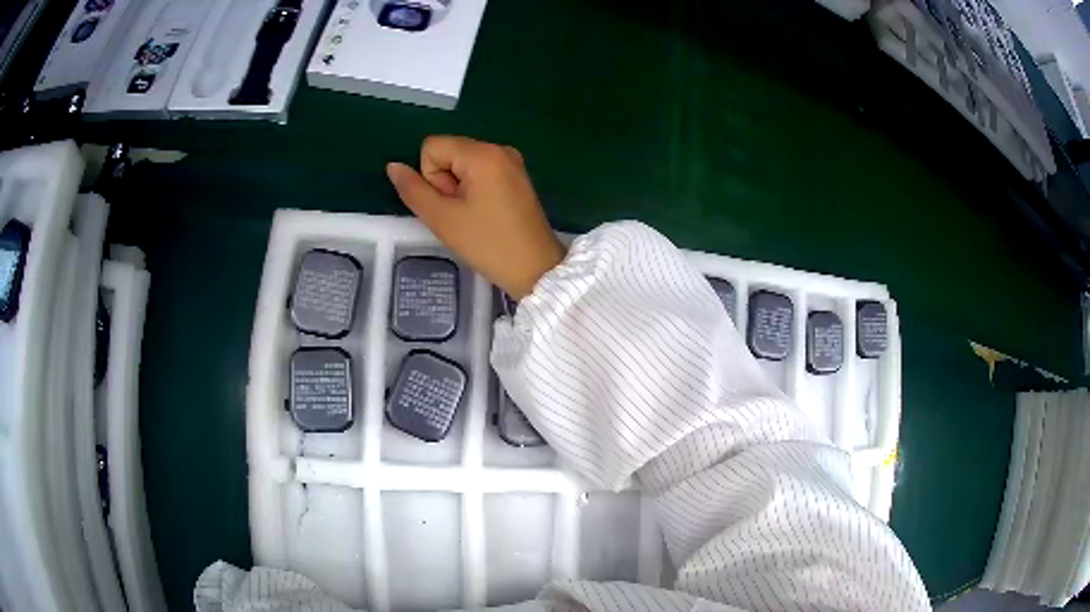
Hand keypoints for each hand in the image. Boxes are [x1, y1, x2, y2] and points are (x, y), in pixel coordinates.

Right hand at [387, 136, 565, 298]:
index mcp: (482, 152)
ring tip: (474, 216)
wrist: (535, 269)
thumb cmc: (487, 244)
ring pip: (462, 164)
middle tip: (462, 213)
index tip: (449, 204)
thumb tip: (393, 166)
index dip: (430, 177)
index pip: (431, 147)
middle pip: (448, 153)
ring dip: (458, 188)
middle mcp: (498, 148)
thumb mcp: (442, 218)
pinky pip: (481, 172)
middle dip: (445, 182)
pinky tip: (486, 213)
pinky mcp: (517, 176)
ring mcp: (511, 161)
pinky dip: (474, 190)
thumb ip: (412, 189)